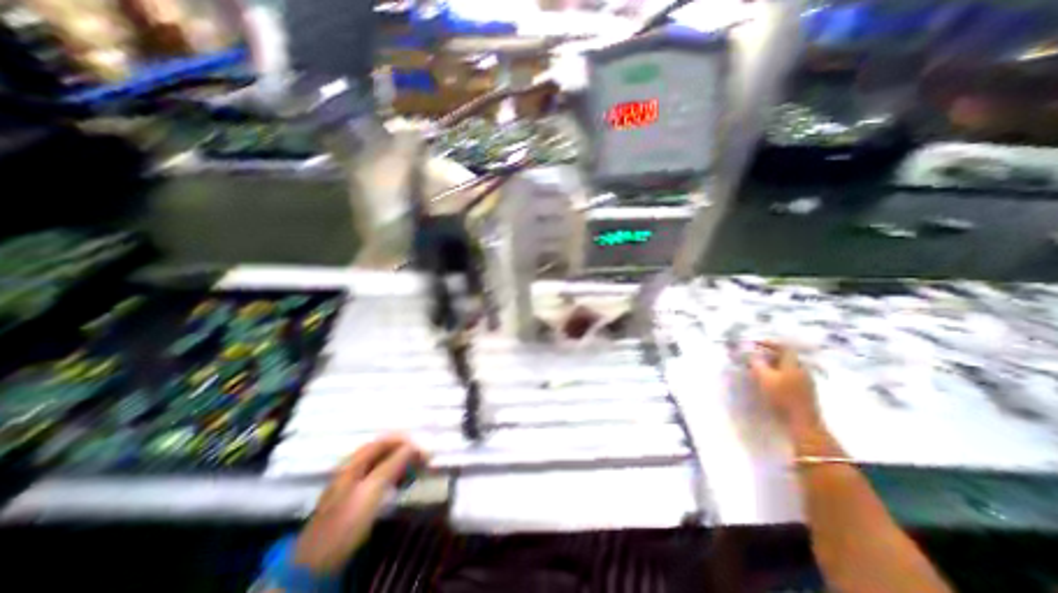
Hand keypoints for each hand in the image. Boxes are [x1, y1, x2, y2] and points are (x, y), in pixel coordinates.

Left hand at [292, 432, 424, 572]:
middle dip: (403, 452)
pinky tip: (401, 484)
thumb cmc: (347, 520)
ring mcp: (351, 485)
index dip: (404, 442)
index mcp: (353, 462)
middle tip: (422, 459)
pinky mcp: (354, 501)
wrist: (317, 564)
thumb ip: (394, 463)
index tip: (422, 448)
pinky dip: (393, 477)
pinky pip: (379, 480)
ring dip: (400, 465)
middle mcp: (351, 469)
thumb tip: (415, 446)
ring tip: (416, 470)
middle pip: (382, 452)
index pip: (383, 441)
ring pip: (381, 466)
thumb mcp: (373, 488)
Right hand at [748, 341, 820, 433]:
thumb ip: (757, 363)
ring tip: (760, 368)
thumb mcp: (764, 378)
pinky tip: (770, 379)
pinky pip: (790, 375)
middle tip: (755, 356)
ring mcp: (805, 380)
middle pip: (786, 356)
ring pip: (788, 366)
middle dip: (769, 354)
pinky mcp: (805, 390)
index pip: (783, 346)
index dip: (769, 343)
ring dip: (773, 364)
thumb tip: (752, 354)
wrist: (803, 422)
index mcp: (794, 363)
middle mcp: (802, 369)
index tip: (755, 344)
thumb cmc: (782, 397)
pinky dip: (778, 372)